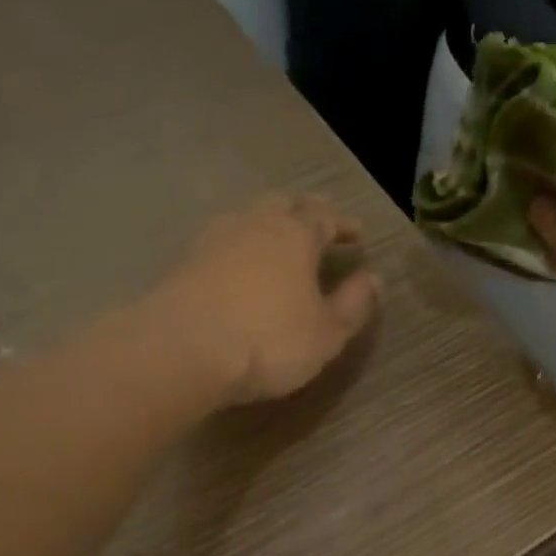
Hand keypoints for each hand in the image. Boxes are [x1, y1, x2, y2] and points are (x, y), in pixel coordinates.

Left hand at [156, 195, 381, 404]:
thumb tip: (373, 279)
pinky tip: (240, 270)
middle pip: (282, 204)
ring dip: (267, 227)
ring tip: (278, 248)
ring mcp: (212, 240)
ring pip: (246, 219)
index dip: (343, 224)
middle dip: (304, 212)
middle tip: (318, 228)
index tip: (357, 235)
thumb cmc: (269, 341)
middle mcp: (253, 225)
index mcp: (295, 235)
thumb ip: (353, 305)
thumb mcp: (327, 334)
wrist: (182, 351)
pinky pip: (221, 244)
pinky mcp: (183, 263)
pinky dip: (239, 250)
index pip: (325, 216)